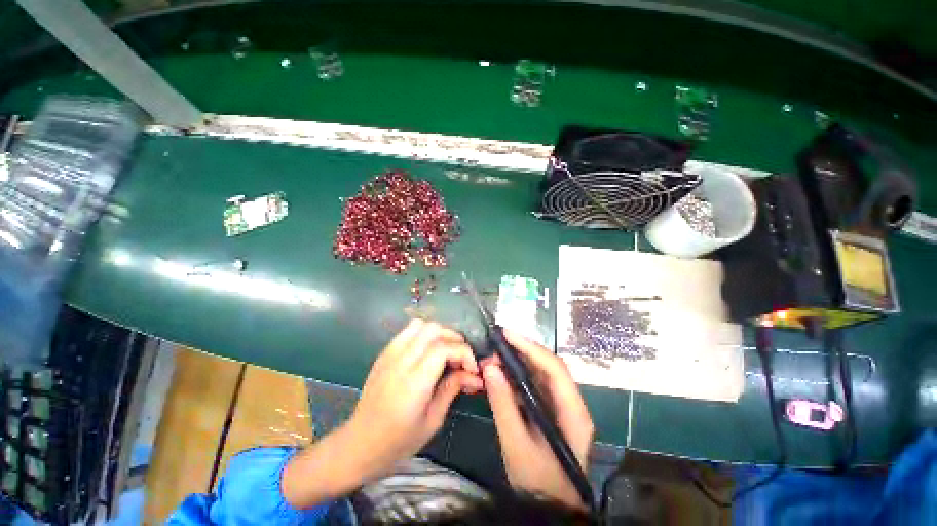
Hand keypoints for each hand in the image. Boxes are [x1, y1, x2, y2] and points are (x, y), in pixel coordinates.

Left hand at [283, 320, 480, 507]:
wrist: (359, 444)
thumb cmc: (398, 441)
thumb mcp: (433, 420)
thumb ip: (453, 389)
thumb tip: (474, 375)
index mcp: (414, 382)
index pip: (444, 349)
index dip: (463, 353)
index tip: (472, 368)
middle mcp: (401, 362)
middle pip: (433, 330)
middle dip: (454, 339)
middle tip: (461, 358)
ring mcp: (389, 355)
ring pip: (420, 325)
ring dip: (439, 333)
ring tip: (446, 351)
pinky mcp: (384, 353)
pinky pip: (407, 331)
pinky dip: (423, 333)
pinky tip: (428, 351)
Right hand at [483, 330, 593, 508]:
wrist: (549, 508)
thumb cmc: (538, 481)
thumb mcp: (516, 445)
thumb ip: (503, 405)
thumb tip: (490, 367)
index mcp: (573, 413)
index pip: (555, 369)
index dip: (531, 348)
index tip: (507, 335)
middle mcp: (571, 403)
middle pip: (548, 367)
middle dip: (522, 351)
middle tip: (497, 343)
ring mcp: (561, 407)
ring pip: (540, 374)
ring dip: (518, 362)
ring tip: (495, 355)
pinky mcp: (550, 411)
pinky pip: (534, 386)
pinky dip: (517, 377)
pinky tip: (501, 374)